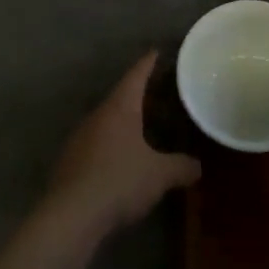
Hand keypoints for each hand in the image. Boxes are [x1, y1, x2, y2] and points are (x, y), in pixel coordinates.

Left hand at [43, 53, 201, 241]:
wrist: (71, 216)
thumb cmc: (119, 181)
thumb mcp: (159, 175)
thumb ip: (181, 167)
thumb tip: (198, 166)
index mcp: (119, 108)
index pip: (136, 76)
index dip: (148, 64)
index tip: (156, 52)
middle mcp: (97, 116)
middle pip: (121, 98)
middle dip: (140, 95)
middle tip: (160, 93)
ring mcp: (80, 139)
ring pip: (108, 122)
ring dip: (125, 122)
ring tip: (145, 128)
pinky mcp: (70, 163)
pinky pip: (97, 144)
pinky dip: (113, 145)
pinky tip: (123, 160)